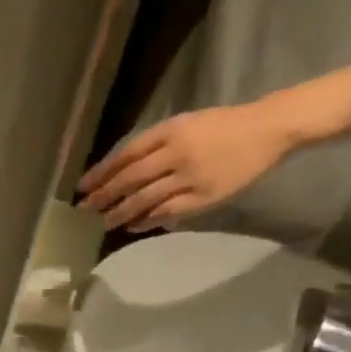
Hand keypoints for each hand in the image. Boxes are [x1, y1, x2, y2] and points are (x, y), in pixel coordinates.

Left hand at [76, 100, 295, 230]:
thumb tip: (121, 172)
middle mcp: (176, 153)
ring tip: (102, 223)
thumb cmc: (223, 127)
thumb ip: (155, 146)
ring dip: (120, 213)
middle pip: (130, 178)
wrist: (268, 130)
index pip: (126, 154)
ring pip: (145, 198)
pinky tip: (132, 226)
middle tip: (84, 211)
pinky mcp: (204, 197)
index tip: (82, 187)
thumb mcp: (186, 125)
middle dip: (104, 196)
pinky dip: (147, 220)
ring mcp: (190, 176)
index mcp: (171, 131)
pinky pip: (168, 212)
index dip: (101, 172)